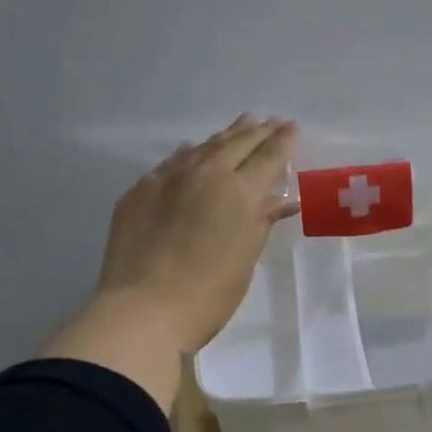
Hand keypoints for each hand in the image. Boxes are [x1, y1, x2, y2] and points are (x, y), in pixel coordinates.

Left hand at [94, 114, 298, 354]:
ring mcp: (168, 179)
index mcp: (239, 191)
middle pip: (236, 143)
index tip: (292, 127)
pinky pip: (172, 162)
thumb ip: (262, 222)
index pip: (268, 156)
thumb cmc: (209, 295)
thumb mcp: (246, 259)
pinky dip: (191, 153)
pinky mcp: (139, 191)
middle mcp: (205, 174)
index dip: (283, 141)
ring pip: (203, 147)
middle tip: (271, 122)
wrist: (143, 310)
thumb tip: (282, 201)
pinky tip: (194, 151)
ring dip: (225, 136)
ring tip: (241, 125)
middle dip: (257, 131)